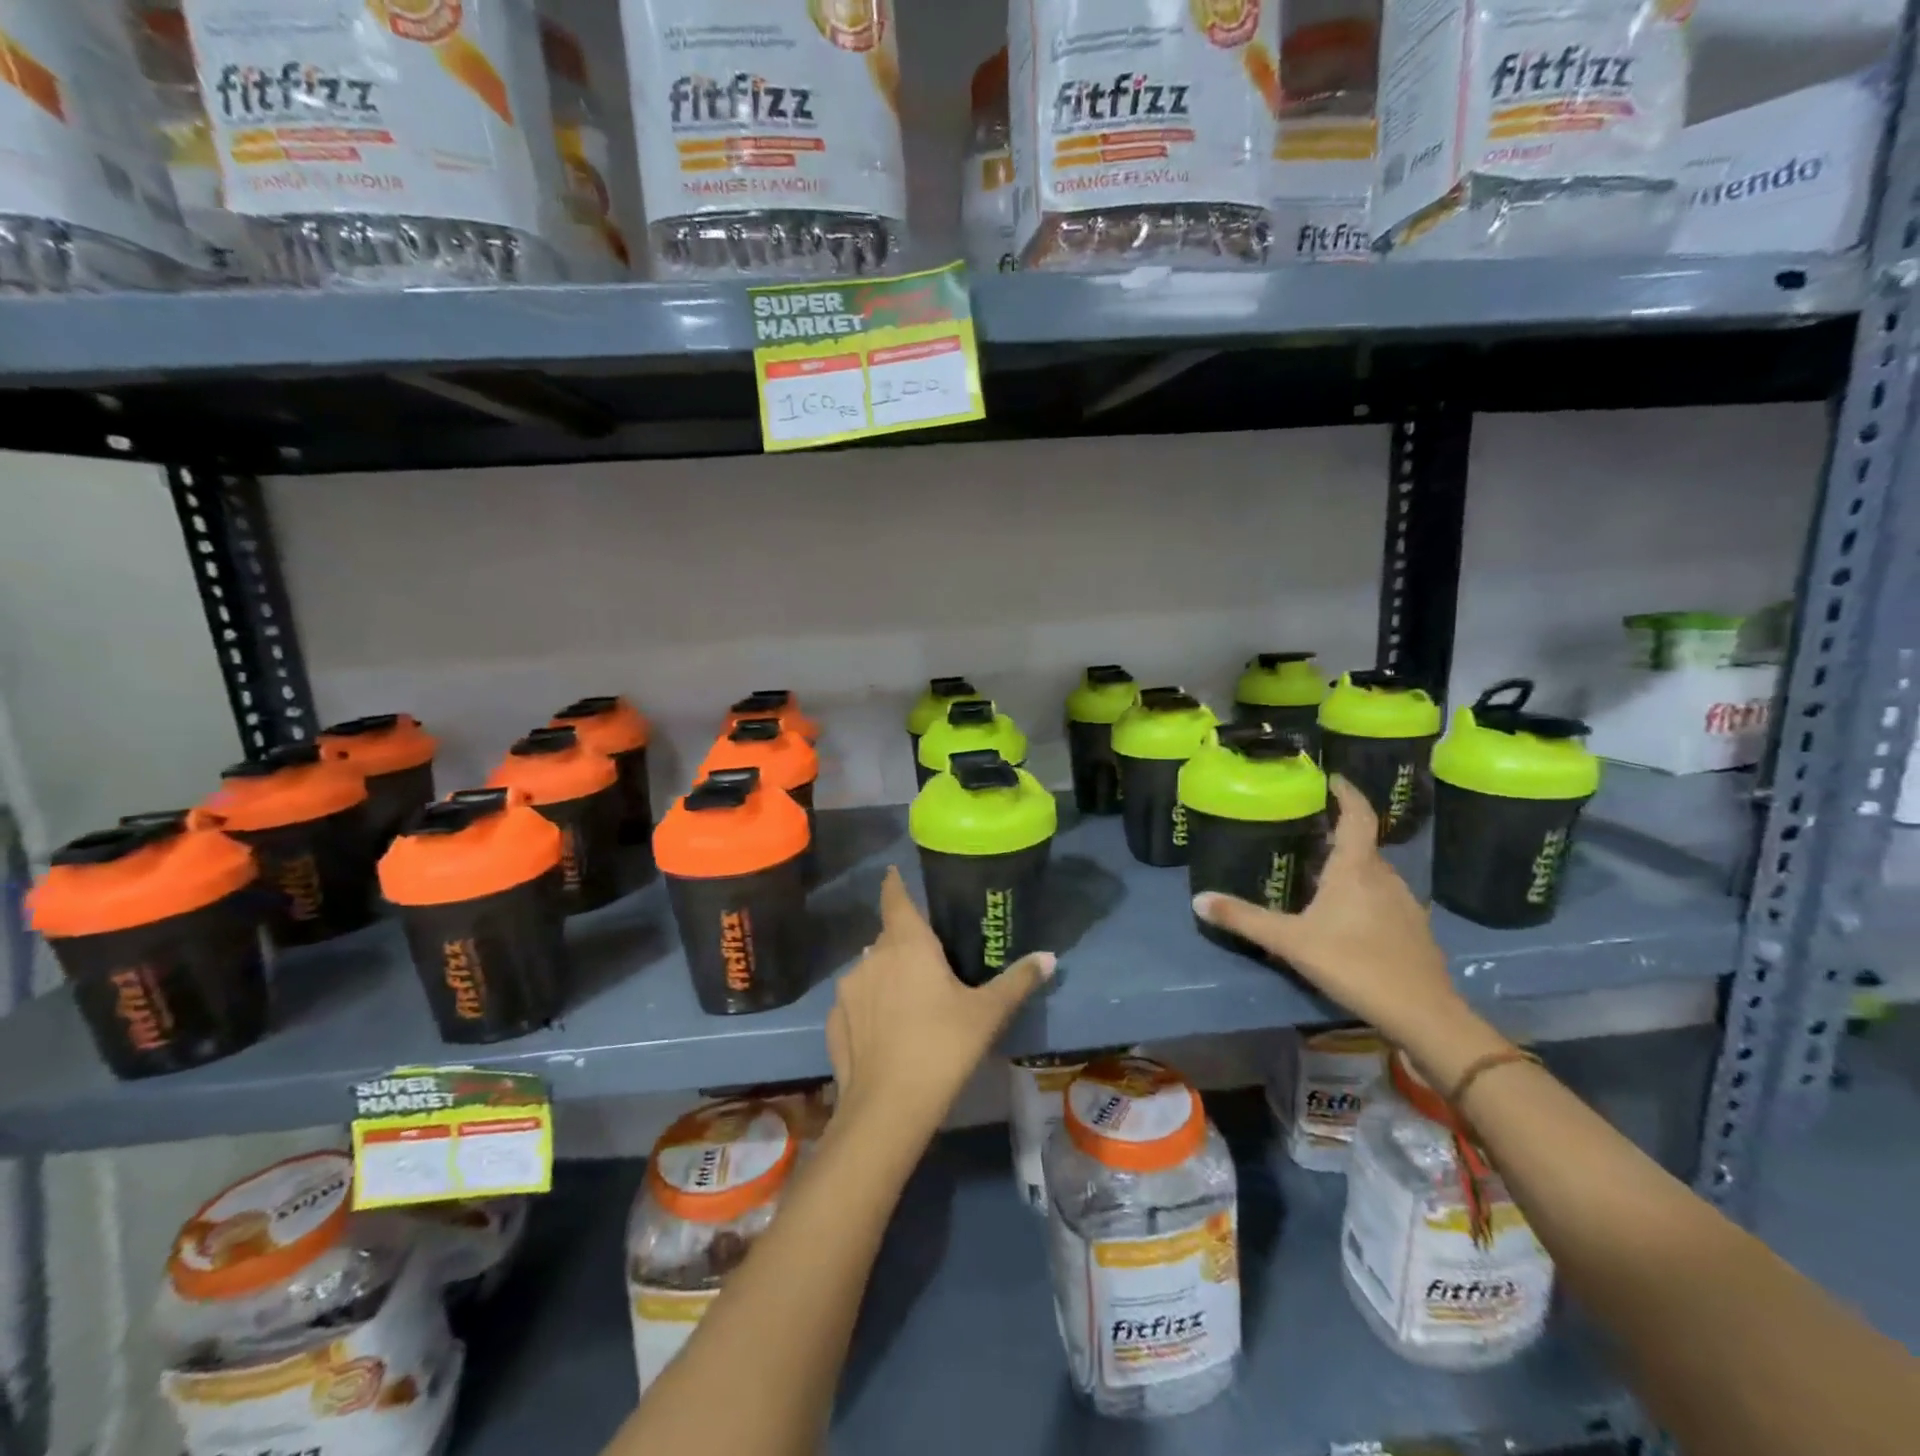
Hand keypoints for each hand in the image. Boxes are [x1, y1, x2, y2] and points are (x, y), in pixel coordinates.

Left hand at [826, 867, 1053, 1130]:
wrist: (888, 1107)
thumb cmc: (943, 1047)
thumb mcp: (988, 1013)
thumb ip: (1017, 980)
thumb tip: (1049, 957)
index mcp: (907, 944)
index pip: (896, 898)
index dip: (895, 884)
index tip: (893, 873)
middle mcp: (871, 957)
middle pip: (887, 937)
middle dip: (904, 942)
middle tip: (928, 960)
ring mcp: (848, 990)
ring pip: (870, 969)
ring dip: (886, 975)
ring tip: (909, 1000)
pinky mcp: (834, 1021)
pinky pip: (856, 1002)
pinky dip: (869, 1007)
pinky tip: (885, 1032)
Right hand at [1193, 776, 1463, 1048]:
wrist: (1422, 1013)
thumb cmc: (1353, 964)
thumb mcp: (1290, 941)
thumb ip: (1244, 919)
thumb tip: (1198, 899)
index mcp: (1356, 868)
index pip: (1358, 816)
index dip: (1347, 793)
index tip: (1332, 779)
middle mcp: (1385, 877)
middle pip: (1363, 844)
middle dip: (1338, 834)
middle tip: (1307, 831)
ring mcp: (1405, 904)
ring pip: (1374, 873)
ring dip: (1350, 866)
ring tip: (1320, 872)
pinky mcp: (1414, 930)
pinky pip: (1384, 897)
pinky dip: (1364, 893)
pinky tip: (1347, 916)